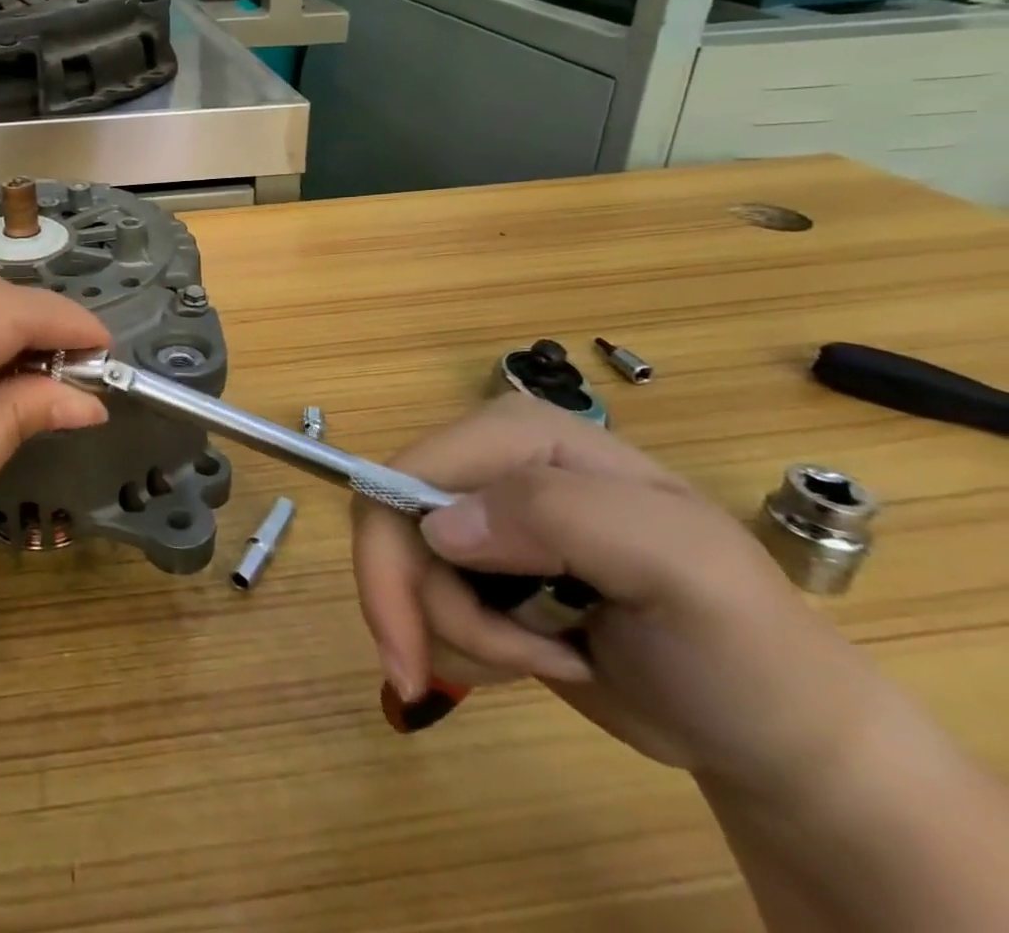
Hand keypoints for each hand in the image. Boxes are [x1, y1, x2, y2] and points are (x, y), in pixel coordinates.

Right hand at [353, 394, 890, 792]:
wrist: (781, 738)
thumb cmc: (745, 647)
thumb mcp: (679, 567)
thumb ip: (560, 517)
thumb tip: (437, 527)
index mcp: (522, 435)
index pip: (410, 472)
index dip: (390, 552)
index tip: (407, 643)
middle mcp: (489, 465)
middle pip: (393, 521)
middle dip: (422, 604)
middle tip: (436, 676)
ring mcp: (485, 519)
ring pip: (405, 566)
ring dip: (458, 632)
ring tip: (544, 659)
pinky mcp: (484, 571)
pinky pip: (425, 597)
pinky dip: (466, 643)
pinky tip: (534, 657)